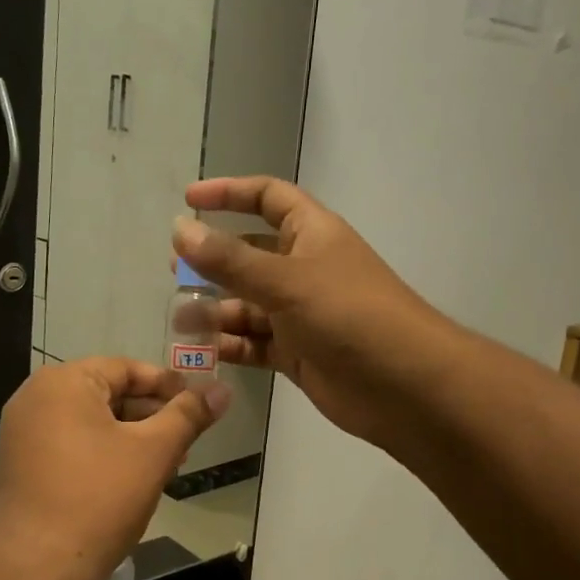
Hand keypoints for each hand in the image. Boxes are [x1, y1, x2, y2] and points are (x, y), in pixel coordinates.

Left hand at [0, 358, 229, 579]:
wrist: (32, 568)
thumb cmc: (98, 500)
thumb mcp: (153, 452)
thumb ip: (188, 415)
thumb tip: (222, 389)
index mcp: (64, 382)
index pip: (127, 369)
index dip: (168, 386)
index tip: (200, 407)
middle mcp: (36, 396)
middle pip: (108, 393)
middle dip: (151, 415)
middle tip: (187, 440)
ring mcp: (22, 431)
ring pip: (91, 421)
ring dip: (130, 437)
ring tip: (166, 464)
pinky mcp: (19, 463)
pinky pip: (70, 443)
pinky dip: (102, 452)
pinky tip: (130, 480)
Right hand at [174, 176, 441, 446]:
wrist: (404, 386)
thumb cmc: (349, 315)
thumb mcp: (285, 280)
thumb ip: (230, 259)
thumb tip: (180, 228)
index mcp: (311, 234)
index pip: (267, 197)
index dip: (229, 193)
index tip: (188, 200)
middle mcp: (304, 268)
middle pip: (250, 254)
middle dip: (213, 261)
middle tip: (175, 271)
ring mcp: (301, 313)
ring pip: (248, 303)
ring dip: (215, 309)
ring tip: (179, 319)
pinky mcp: (297, 353)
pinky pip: (255, 342)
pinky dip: (230, 345)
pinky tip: (201, 352)